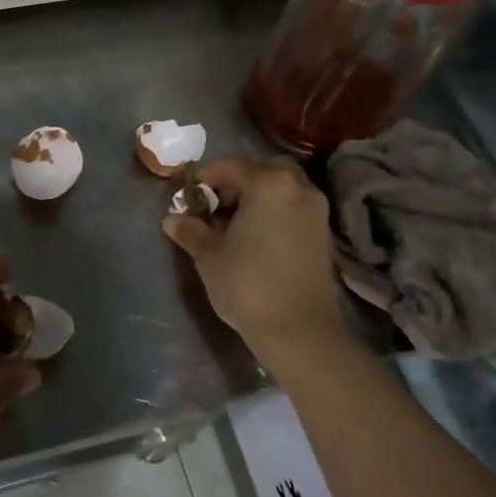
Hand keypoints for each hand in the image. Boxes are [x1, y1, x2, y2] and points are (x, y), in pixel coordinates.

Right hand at [162, 155, 347, 371]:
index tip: (188, 196)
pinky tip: (256, 236)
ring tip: (233, 222)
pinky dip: (274, 211)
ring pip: (282, 187)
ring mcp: (316, 210)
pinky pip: (293, 207)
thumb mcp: (209, 255)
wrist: (299, 330)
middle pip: (263, 169)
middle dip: (236, 181)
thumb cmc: (248, 284)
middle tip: (214, 204)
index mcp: (269, 183)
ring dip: (257, 195)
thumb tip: (172, 219)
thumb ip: (191, 230)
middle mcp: (298, 187)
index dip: (205, 178)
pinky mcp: (323, 234)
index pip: (231, 166)